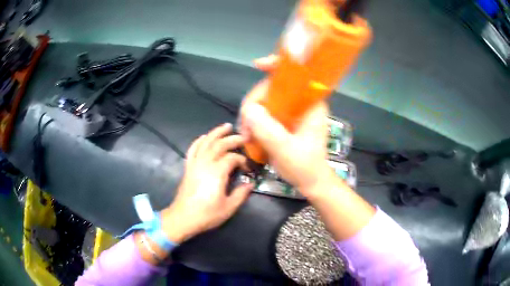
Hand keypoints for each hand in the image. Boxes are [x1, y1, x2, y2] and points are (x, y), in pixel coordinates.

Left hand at [161, 123, 252, 243]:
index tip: (247, 168)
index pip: (232, 158)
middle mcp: (205, 163)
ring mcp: (195, 163)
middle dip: (233, 139)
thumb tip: (250, 184)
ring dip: (216, 133)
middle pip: (220, 145)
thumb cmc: (207, 214)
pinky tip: (204, 136)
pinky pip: (193, 149)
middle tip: (243, 137)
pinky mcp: (188, 167)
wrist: (183, 217)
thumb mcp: (229, 207)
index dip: (242, 160)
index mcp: (217, 172)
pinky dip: (199, 140)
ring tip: (226, 126)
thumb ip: (241, 194)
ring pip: (206, 142)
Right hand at [240, 55, 332, 197]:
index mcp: (310, 104)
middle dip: (255, 101)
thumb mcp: (287, 150)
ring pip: (266, 100)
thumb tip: (249, 109)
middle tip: (244, 123)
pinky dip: (254, 121)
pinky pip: (265, 112)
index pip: (296, 75)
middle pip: (274, 87)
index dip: (277, 65)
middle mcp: (301, 103)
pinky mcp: (284, 120)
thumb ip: (268, 130)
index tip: (258, 65)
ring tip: (246, 135)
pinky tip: (249, 134)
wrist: (311, 182)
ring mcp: (292, 111)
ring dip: (251, 114)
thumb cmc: (305, 166)